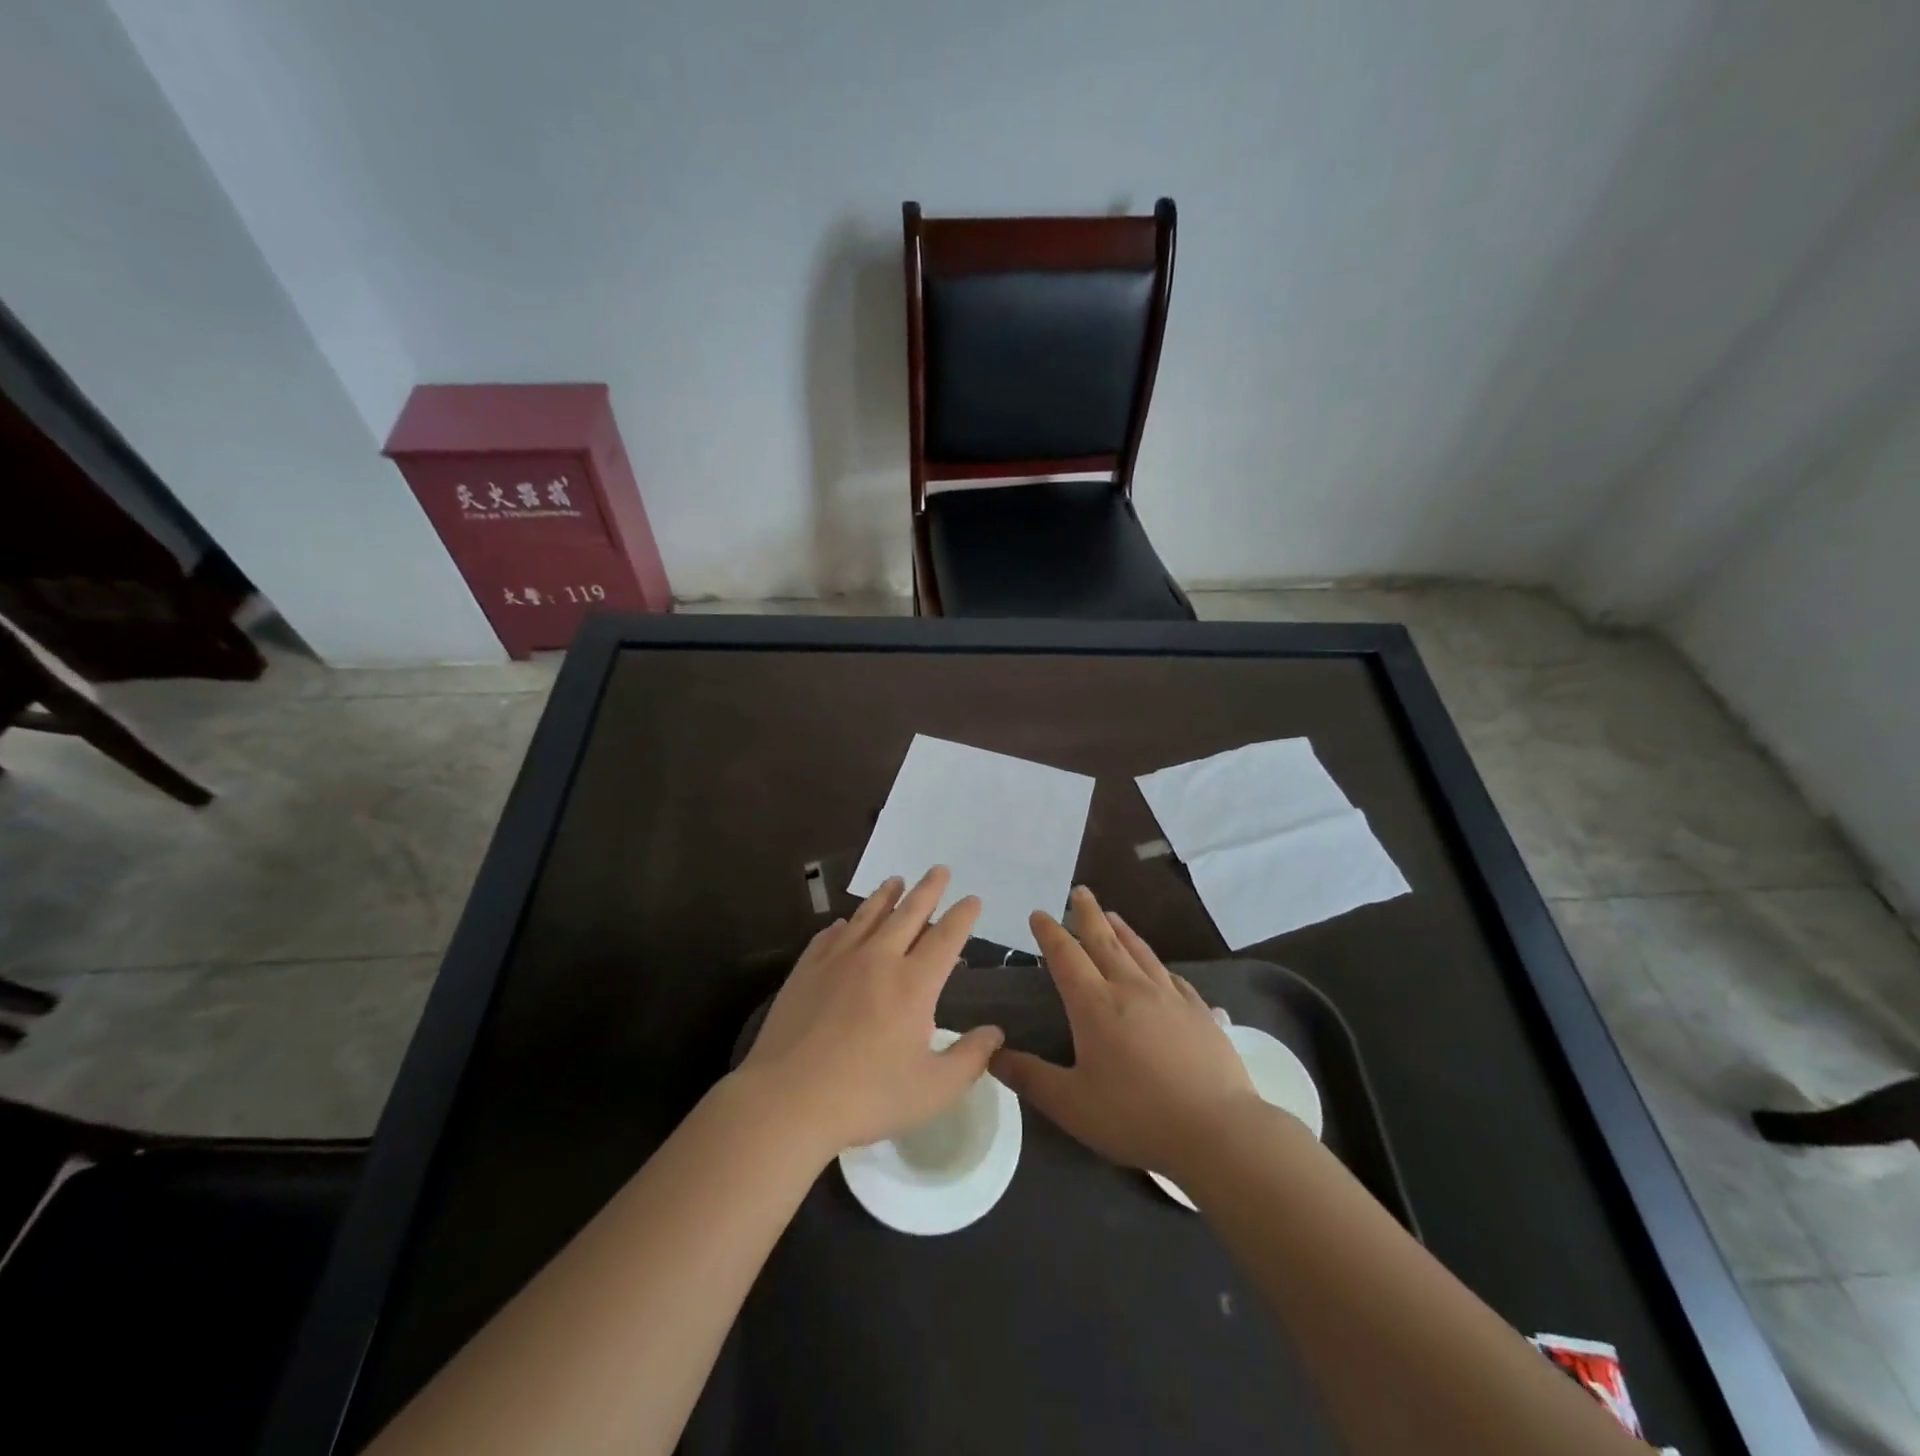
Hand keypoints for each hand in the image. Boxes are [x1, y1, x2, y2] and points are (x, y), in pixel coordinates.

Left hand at [738, 866, 1002, 1160]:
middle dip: (928, 889)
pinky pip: (829, 935)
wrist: (788, 1098)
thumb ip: (970, 1058)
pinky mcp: (806, 970)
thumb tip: (996, 1033)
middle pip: (909, 913)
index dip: (962, 916)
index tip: (972, 899)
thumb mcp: (933, 1089)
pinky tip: (843, 923)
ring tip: (895, 880)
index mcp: (914, 984)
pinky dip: (843, 925)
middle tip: (939, 869)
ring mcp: (838, 960)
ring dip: (886, 895)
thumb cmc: (867, 1096)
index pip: (946, 938)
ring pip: (868, 915)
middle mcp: (879, 959)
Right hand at [992, 886, 1256, 1179]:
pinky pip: (1172, 976)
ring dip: (1122, 930)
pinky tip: (1159, 967)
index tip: (1039, 913)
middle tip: (1079, 891)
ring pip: (1140, 952)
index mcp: (1095, 1005)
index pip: (1066, 957)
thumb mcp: (1070, 1104)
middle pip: (1104, 941)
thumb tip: (991, 1053)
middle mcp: (1131, 989)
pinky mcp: (1199, 1012)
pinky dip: (1157, 963)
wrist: (1217, 1129)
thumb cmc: (1135, 1116)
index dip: (1050, 933)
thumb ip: (1029, 1077)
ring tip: (1112, 915)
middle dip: (1087, 914)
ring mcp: (1169, 997)